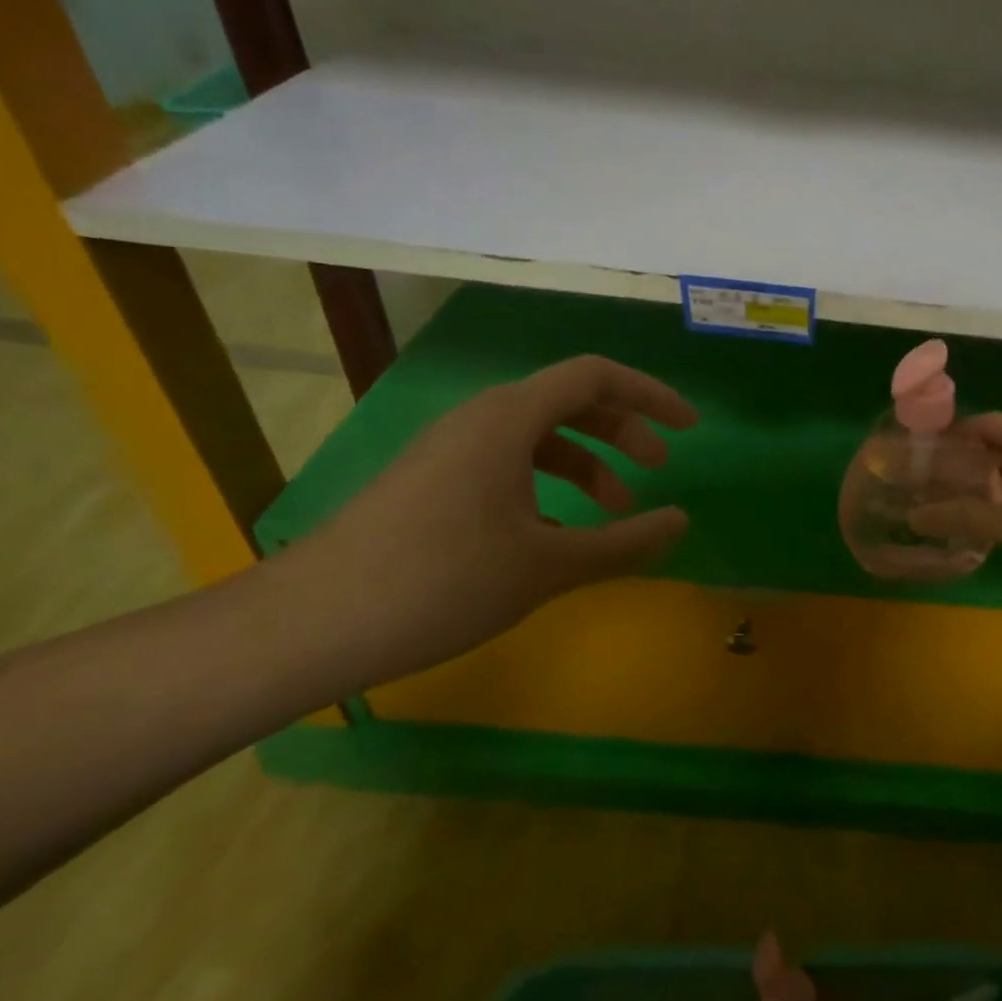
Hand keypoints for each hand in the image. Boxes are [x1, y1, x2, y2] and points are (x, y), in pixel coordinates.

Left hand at [273, 355, 696, 687]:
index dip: (650, 396)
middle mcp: (478, 420)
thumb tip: (680, 522)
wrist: (312, 623)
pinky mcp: (430, 482)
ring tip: (614, 512)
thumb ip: (624, 543)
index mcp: (508, 420)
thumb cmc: (442, 582)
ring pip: (537, 438)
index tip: (689, 428)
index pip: (595, 377)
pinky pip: (506, 466)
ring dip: (586, 464)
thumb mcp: (548, 566)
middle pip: (568, 402)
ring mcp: (449, 451)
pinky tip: (555, 537)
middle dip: (623, 432)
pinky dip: (547, 488)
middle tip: (659, 470)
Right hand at [909, 413, 1001, 611]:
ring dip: (981, 486)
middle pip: (998, 446)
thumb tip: (914, 516)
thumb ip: (963, 516)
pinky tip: (976, 522)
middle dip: (963, 463)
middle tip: (923, 482)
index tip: (919, 452)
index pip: (986, 423)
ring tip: (941, 501)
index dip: (952, 434)